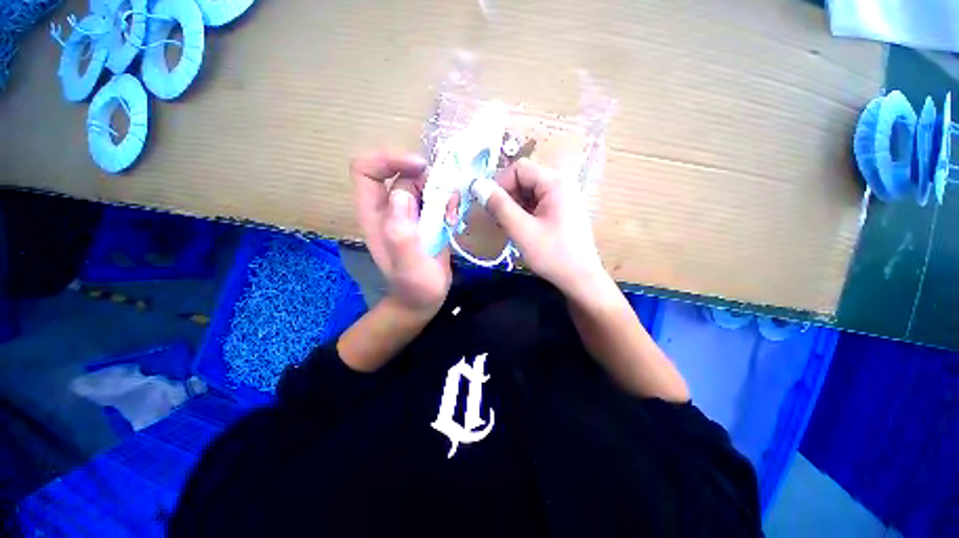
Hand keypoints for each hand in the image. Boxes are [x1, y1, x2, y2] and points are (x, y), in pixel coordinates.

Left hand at [351, 151, 451, 314]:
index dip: (390, 160)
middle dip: (429, 181)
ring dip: (443, 194)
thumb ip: (401, 235)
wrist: (424, 299)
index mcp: (376, 214)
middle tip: (448, 202)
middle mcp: (391, 209)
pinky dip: (449, 203)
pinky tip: (454, 221)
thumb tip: (401, 194)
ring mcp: (410, 213)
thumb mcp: (408, 266)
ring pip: (425, 184)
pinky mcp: (427, 219)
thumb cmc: (415, 287)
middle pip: (404, 175)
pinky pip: (438, 198)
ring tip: (452, 217)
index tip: (420, 168)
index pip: (367, 170)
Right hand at [481, 158, 606, 297]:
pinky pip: (538, 204)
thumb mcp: (522, 230)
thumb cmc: (552, 255)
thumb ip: (499, 206)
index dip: (500, 183)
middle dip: (507, 196)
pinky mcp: (563, 212)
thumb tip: (477, 185)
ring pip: (530, 193)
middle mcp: (562, 185)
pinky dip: (524, 213)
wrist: (581, 280)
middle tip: (496, 219)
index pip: (520, 168)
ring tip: (507, 226)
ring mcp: (564, 199)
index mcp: (556, 183)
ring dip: (514, 206)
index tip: (488, 205)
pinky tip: (520, 229)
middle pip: (526, 179)